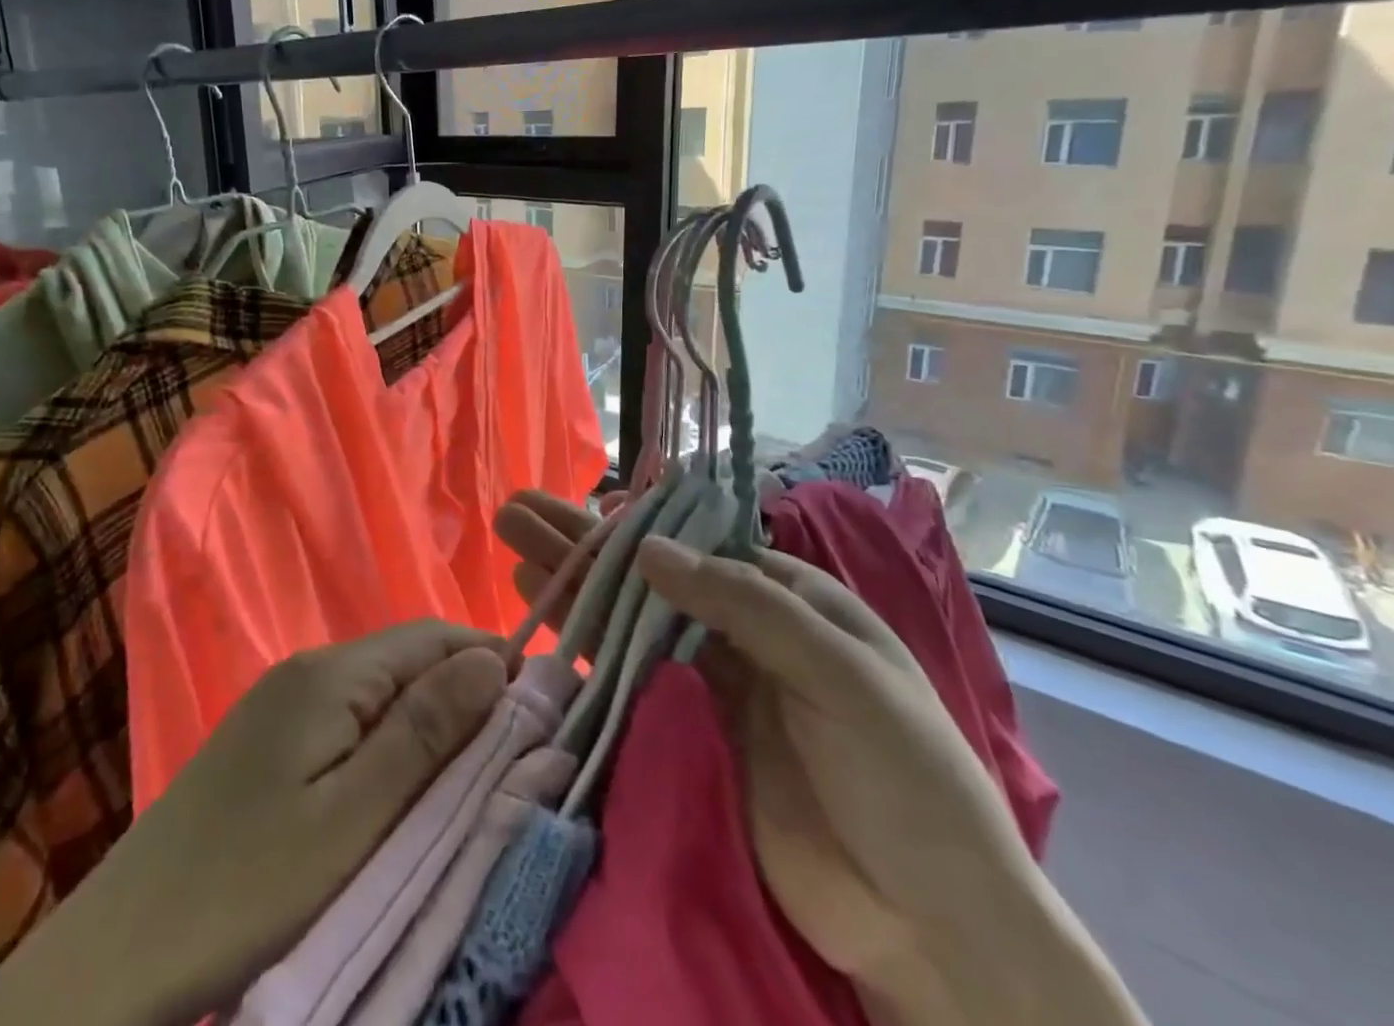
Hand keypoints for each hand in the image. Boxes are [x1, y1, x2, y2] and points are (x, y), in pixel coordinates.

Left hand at [0, 622, 506, 1025]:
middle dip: (463, 694)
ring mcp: (282, 702)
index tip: (538, 707)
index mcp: (331, 674)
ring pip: (379, 691)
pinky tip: (398, 784)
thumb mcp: (355, 817)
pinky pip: (348, 719)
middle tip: (509, 755)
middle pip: (406, 660)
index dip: (489, 661)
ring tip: (465, 776)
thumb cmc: (250, 888)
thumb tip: (491, 661)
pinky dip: (388, 742)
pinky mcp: (267, 740)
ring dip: (428, 721)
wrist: (121, 950)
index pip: (432, 638)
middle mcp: (307, 669)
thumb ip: (425, 732)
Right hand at [496, 493, 1143, 1025]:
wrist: (926, 926)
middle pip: (644, 575)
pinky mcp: (679, 734)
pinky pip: (620, 678)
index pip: (694, 545)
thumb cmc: (904, 778)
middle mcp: (735, 630)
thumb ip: (746, 604)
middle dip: (580, 541)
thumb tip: (647, 549)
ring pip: (622, 619)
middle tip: (516, 510)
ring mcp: (702, 683)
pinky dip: (578, 647)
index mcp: (783, 599)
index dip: (634, 525)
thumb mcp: (842, 674)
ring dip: (568, 582)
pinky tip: (536, 619)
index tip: (579, 511)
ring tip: (510, 547)